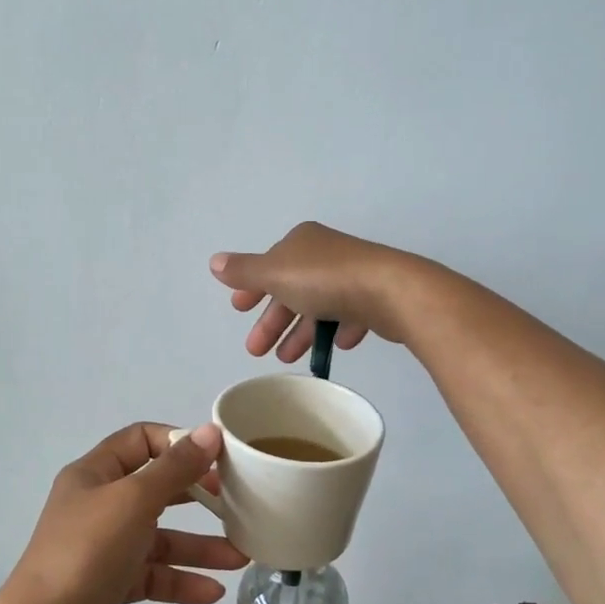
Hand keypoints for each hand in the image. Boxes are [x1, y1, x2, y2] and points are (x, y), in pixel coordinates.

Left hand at [0, 422, 247, 603]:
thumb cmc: (87, 553)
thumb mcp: (134, 501)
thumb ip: (175, 468)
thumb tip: (209, 431)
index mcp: (95, 474)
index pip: (141, 440)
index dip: (178, 443)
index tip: (216, 457)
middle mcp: (97, 505)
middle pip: (155, 489)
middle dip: (197, 497)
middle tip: (234, 502)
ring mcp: (102, 548)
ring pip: (158, 538)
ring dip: (198, 547)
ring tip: (239, 558)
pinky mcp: (108, 586)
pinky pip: (151, 576)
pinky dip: (180, 581)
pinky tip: (211, 593)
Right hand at [211, 221, 423, 360]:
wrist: (389, 291)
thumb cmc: (325, 280)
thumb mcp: (275, 273)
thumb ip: (244, 271)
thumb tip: (214, 262)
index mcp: (302, 243)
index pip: (269, 265)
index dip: (252, 288)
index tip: (239, 311)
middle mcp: (326, 254)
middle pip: (291, 289)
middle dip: (273, 320)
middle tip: (256, 350)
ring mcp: (353, 275)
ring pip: (318, 305)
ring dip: (300, 332)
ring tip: (287, 359)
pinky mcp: (374, 297)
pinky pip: (349, 315)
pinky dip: (337, 329)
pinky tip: (334, 347)